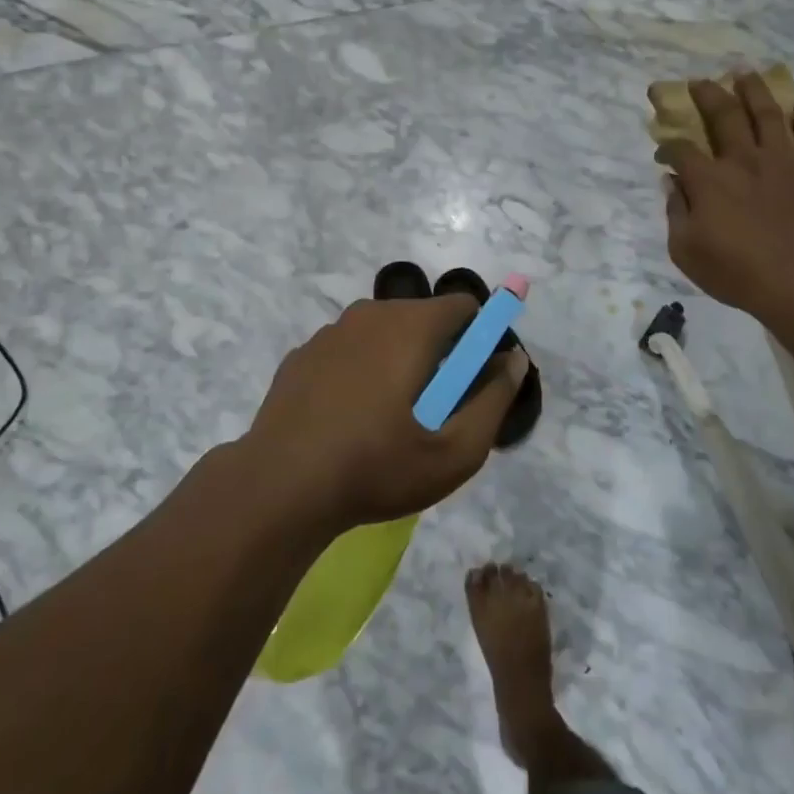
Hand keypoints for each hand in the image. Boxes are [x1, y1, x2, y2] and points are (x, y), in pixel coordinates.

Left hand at [243, 296, 529, 532]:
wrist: (279, 487)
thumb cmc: (376, 467)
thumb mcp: (454, 451)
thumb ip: (494, 400)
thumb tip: (514, 360)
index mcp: (411, 326)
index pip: (463, 306)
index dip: (479, 338)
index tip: (472, 381)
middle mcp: (370, 314)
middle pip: (422, 318)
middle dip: (438, 353)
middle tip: (432, 411)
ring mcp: (330, 332)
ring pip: (383, 333)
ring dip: (397, 361)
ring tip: (388, 419)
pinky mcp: (301, 355)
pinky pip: (348, 351)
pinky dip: (360, 371)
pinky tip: (348, 418)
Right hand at [656, 72, 793, 316]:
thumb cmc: (735, 273)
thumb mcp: (685, 251)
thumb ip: (675, 211)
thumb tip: (672, 182)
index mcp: (709, 180)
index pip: (681, 148)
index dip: (668, 145)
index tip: (663, 150)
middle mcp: (743, 160)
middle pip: (723, 115)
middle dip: (707, 94)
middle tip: (699, 82)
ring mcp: (782, 162)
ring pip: (767, 114)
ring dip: (753, 90)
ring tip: (744, 73)